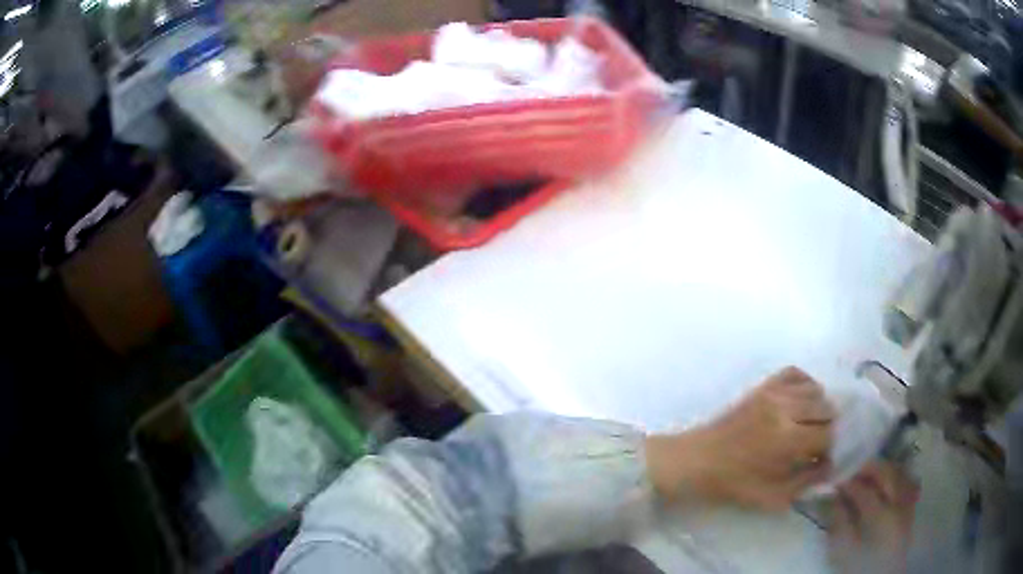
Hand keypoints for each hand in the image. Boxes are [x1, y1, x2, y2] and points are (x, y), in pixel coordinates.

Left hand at [647, 366, 834, 510]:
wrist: (696, 459)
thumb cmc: (733, 483)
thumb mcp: (771, 497)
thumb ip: (806, 482)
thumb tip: (831, 468)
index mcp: (788, 439)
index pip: (830, 435)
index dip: (835, 448)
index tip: (830, 458)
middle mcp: (786, 409)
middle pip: (828, 409)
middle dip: (830, 428)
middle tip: (822, 443)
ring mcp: (774, 392)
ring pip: (817, 390)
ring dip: (821, 407)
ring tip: (813, 425)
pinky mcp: (764, 385)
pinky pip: (796, 373)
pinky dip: (806, 384)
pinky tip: (803, 402)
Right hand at [828, 461, 917, 573]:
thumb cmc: (857, 566)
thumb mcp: (841, 549)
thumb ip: (838, 521)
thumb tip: (833, 496)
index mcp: (880, 516)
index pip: (863, 489)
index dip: (848, 481)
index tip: (835, 478)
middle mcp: (898, 505)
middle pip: (887, 474)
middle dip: (870, 467)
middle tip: (853, 468)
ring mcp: (908, 505)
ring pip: (901, 474)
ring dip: (886, 469)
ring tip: (871, 472)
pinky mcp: (911, 510)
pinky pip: (910, 485)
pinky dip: (900, 477)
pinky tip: (890, 480)